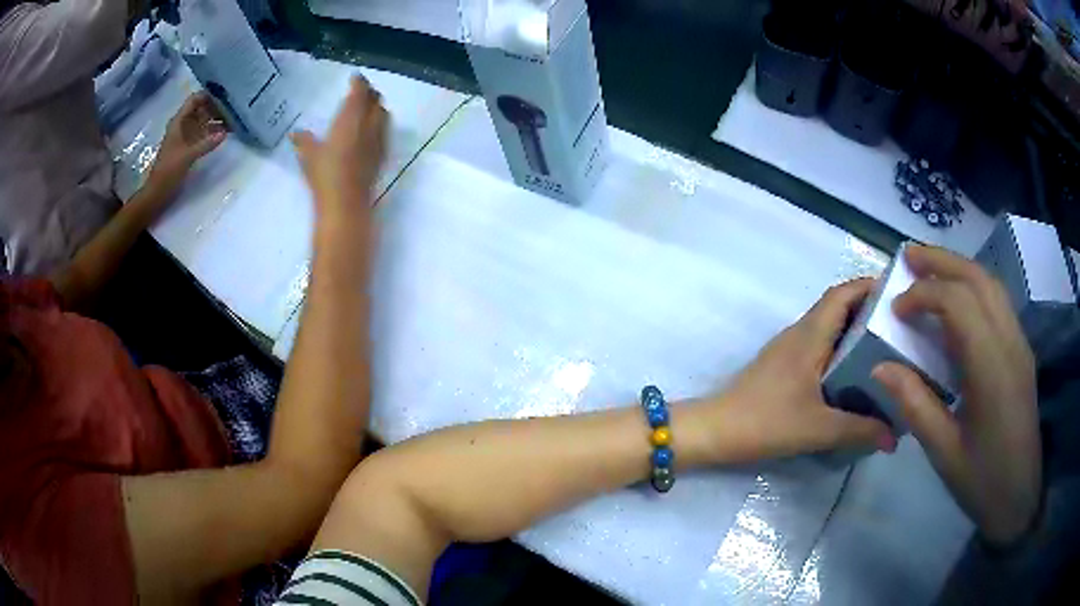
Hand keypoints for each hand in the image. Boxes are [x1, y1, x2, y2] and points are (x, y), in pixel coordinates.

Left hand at [148, 92, 227, 192]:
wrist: (157, 193)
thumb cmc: (168, 172)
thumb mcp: (187, 157)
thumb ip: (206, 144)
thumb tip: (225, 133)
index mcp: (178, 122)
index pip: (195, 100)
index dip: (208, 95)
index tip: (225, 95)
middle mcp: (183, 125)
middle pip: (201, 109)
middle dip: (216, 107)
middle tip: (234, 107)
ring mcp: (186, 136)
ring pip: (203, 121)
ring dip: (216, 120)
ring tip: (234, 119)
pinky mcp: (189, 147)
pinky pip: (203, 134)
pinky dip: (213, 132)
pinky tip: (225, 134)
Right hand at [292, 75, 388, 229]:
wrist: (346, 203)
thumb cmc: (325, 175)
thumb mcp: (309, 156)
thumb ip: (304, 141)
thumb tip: (295, 133)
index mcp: (350, 118)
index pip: (360, 93)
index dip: (360, 83)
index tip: (356, 78)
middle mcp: (369, 125)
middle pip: (376, 101)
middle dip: (370, 93)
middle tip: (361, 91)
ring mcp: (378, 140)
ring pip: (384, 115)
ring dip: (377, 107)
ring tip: (369, 108)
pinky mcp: (382, 155)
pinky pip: (385, 131)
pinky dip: (380, 123)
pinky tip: (373, 130)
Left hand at [715, 278, 895, 462]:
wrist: (715, 430)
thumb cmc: (766, 422)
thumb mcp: (819, 428)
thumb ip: (860, 431)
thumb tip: (894, 436)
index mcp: (810, 335)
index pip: (842, 293)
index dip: (869, 286)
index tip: (897, 295)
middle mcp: (800, 333)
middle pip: (838, 306)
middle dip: (869, 308)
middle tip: (899, 324)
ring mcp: (788, 348)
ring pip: (828, 326)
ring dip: (855, 329)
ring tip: (885, 345)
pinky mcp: (782, 365)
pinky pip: (819, 344)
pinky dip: (840, 348)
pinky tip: (855, 372)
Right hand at [872, 245, 1039, 544]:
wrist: (1020, 498)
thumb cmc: (982, 482)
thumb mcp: (944, 452)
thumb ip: (915, 405)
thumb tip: (881, 367)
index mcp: (991, 368)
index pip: (958, 303)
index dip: (924, 295)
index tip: (895, 308)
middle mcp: (1010, 342)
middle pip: (977, 279)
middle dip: (941, 262)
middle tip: (907, 257)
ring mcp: (1019, 344)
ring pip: (991, 285)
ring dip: (959, 268)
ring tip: (930, 269)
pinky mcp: (1021, 352)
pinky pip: (998, 303)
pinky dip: (974, 288)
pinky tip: (959, 302)